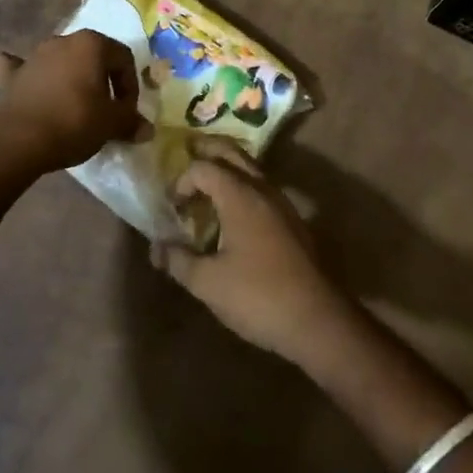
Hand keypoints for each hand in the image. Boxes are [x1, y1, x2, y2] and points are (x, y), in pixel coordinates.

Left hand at [0, 31, 148, 175]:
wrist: (17, 141)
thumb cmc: (73, 123)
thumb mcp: (111, 124)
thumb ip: (130, 122)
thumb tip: (147, 130)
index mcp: (92, 44)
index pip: (124, 58)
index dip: (130, 86)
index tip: (126, 112)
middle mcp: (63, 40)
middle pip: (92, 56)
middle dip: (102, 80)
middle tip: (105, 110)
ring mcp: (34, 55)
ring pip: (60, 61)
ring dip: (70, 78)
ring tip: (74, 107)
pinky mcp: (11, 75)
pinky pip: (21, 68)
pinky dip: (27, 75)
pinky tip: (27, 83)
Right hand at [151, 142, 357, 365]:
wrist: (317, 320)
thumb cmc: (257, 295)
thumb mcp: (208, 283)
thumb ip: (179, 261)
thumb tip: (156, 248)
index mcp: (239, 195)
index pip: (204, 168)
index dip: (182, 181)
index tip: (173, 207)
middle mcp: (262, 189)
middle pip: (232, 153)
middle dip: (207, 152)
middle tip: (186, 159)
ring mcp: (281, 203)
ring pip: (250, 169)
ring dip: (226, 169)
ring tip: (205, 188)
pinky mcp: (292, 221)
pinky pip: (261, 189)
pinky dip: (242, 188)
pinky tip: (233, 216)